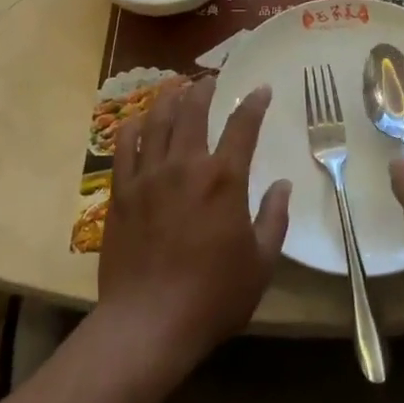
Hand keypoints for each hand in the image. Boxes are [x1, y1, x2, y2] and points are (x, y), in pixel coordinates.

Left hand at [97, 77, 290, 371]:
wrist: (148, 323)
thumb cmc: (213, 296)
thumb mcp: (260, 263)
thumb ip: (274, 218)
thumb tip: (283, 185)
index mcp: (224, 179)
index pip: (243, 126)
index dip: (254, 103)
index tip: (261, 89)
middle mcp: (186, 165)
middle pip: (193, 111)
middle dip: (204, 89)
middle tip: (209, 79)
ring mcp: (148, 176)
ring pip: (157, 121)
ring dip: (169, 99)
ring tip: (175, 87)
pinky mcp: (121, 192)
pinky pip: (123, 147)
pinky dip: (132, 127)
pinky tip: (137, 121)